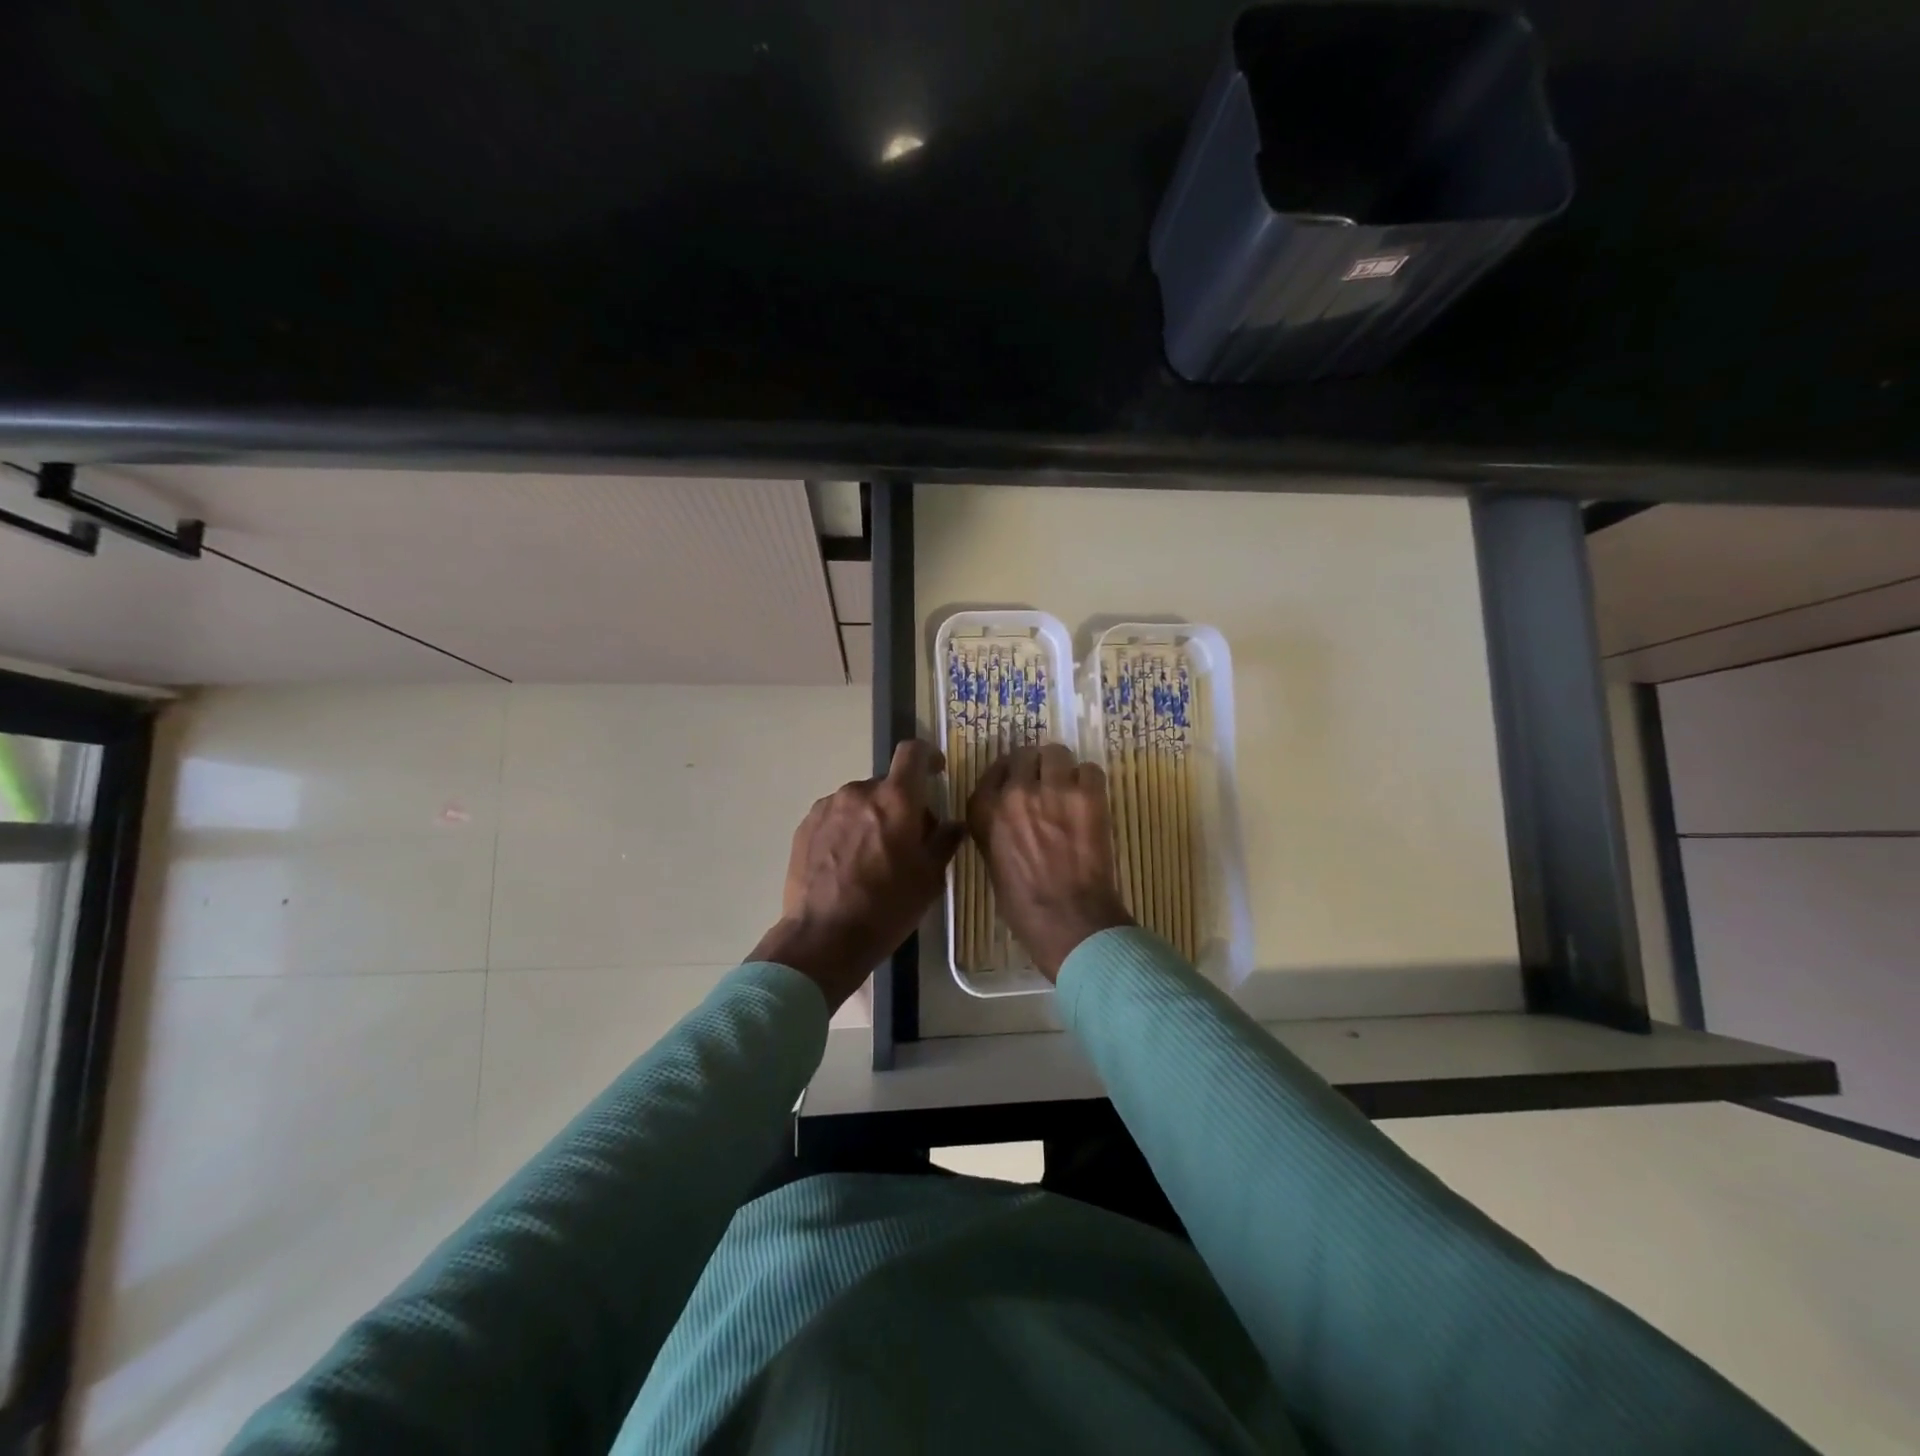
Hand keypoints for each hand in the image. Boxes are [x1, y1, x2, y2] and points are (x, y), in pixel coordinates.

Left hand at [750, 739, 962, 1011]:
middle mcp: (859, 792)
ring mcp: (828, 807)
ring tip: (872, 857)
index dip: (928, 756)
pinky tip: (847, 863)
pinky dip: (847, 830)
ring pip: (860, 802)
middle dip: (901, 804)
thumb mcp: (929, 879)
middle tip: (906, 841)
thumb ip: (944, 842)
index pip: (913, 753)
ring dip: (871, 818)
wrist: (823, 937)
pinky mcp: (805, 826)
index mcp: (896, 799)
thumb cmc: (886, 908)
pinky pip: (836, 817)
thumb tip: (953, 824)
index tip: (936, 772)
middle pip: (887, 785)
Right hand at [967, 744, 1132, 981]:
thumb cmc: (1024, 905)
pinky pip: (1090, 769)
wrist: (1069, 920)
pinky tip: (1090, 800)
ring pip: (1057, 753)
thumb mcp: (992, 862)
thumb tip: (1010, 815)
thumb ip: (996, 829)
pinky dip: (1090, 781)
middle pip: (1025, 755)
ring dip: (1062, 768)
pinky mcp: (1088, 794)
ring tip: (1070, 788)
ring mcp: (1053, 789)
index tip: (1018, 781)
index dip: (1009, 774)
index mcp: (985, 810)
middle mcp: (1015, 791)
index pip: (994, 770)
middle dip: (1035, 767)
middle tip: (1046, 784)